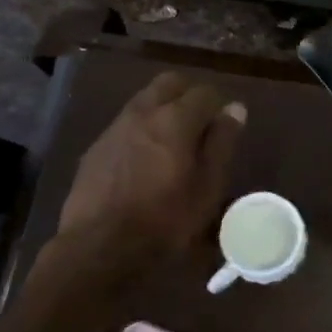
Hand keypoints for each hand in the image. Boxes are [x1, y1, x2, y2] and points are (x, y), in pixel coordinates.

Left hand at [56, 72, 246, 251]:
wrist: (97, 248)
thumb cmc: (164, 220)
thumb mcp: (207, 187)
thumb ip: (222, 143)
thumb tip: (234, 109)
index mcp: (176, 118)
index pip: (205, 92)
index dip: (219, 106)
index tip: (224, 129)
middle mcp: (144, 112)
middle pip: (170, 83)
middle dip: (188, 96)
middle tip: (200, 126)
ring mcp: (115, 127)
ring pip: (145, 100)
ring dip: (163, 110)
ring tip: (173, 144)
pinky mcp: (97, 147)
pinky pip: (126, 123)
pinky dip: (142, 129)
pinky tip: (144, 161)